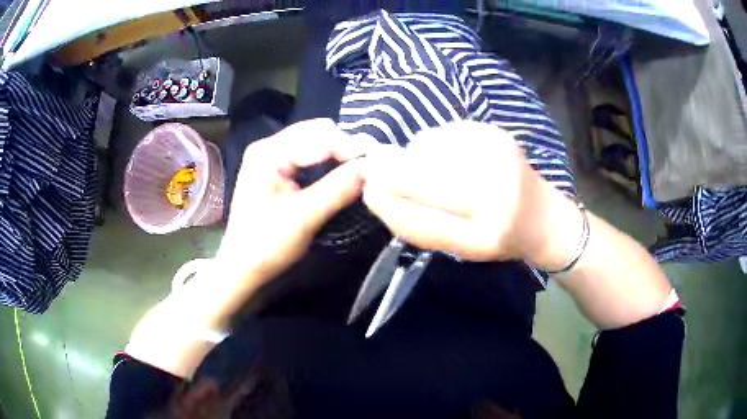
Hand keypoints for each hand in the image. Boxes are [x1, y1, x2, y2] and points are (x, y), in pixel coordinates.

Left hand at [217, 118, 371, 284]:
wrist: (242, 268)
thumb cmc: (266, 244)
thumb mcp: (304, 216)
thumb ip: (338, 188)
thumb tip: (373, 166)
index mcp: (269, 152)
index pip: (319, 137)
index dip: (351, 147)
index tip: (379, 161)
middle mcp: (268, 146)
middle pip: (316, 133)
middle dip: (345, 147)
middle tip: (371, 166)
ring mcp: (270, 157)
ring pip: (314, 143)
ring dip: (338, 154)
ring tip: (361, 169)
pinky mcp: (275, 170)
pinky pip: (308, 156)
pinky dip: (327, 162)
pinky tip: (341, 173)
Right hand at [360, 120, 577, 265]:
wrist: (543, 216)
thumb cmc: (500, 238)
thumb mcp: (461, 248)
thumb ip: (421, 225)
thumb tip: (377, 192)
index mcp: (483, 238)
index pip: (421, 221)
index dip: (387, 205)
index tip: (367, 192)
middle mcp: (495, 197)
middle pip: (422, 178)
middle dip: (391, 172)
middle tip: (376, 170)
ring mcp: (499, 159)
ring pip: (429, 149)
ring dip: (412, 157)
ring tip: (421, 167)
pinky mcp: (498, 135)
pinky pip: (444, 133)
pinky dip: (432, 143)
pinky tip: (443, 154)